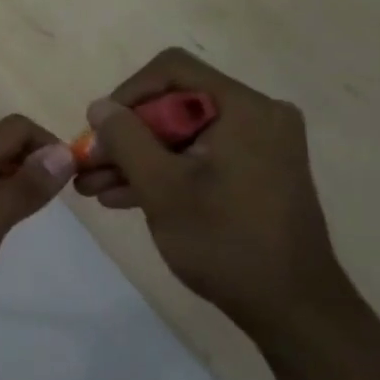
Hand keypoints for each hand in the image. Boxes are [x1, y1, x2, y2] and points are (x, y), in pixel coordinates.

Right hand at [74, 49, 350, 335]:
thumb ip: (126, 139)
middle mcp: (256, 116)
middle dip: (126, 137)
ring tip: (90, 187)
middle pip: (175, 105)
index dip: (127, 94)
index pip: (172, 70)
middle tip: (86, 166)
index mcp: (243, 107)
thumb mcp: (163, 188)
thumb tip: (100, 106)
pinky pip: (200, 158)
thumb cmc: (226, 242)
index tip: (100, 132)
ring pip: (183, 136)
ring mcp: (258, 147)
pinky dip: (165, 173)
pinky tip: (121, 197)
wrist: (293, 309)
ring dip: (137, 159)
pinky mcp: (255, 174)